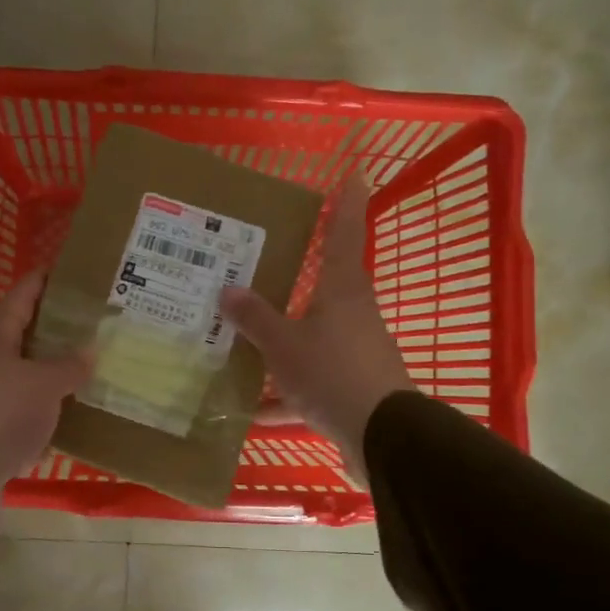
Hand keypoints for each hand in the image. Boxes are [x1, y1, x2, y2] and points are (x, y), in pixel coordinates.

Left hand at [0, 268, 91, 549]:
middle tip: (100, 325)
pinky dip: (55, 419)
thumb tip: (90, 350)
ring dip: (60, 377)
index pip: (21, 296)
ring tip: (99, 371)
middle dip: (61, 330)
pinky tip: (82, 422)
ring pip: (32, 381)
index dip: (43, 280)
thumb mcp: (41, 384)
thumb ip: (68, 365)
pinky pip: (32, 420)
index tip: (71, 269)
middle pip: (27, 338)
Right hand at [219, 178, 414, 477]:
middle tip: (260, 264)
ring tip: (240, 342)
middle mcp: (352, 316)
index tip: (355, 172)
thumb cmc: (333, 374)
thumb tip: (228, 289)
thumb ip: (255, 318)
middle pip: (323, 286)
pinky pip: (310, 382)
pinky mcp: (351, 390)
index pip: (345, 234)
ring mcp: (354, 354)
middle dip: (294, 278)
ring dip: (281, 342)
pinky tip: (253, 409)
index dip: (347, 203)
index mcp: (342, 291)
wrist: (381, 439)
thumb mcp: (284, 345)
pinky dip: (284, 395)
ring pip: (311, 338)